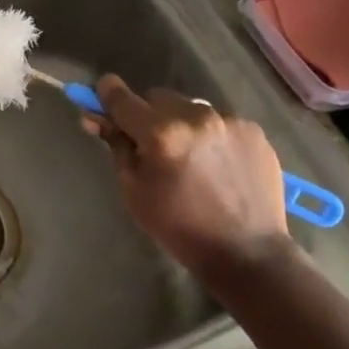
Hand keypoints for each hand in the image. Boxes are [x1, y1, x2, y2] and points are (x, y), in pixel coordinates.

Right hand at [83, 74, 294, 287]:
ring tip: (191, 157)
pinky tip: (217, 163)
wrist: (249, 255)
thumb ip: (116, 146)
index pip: (122, 97)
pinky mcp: (252, 130)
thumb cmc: (180, 228)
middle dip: (148, 115)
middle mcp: (195, 116)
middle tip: (152, 145)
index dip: (107, 93)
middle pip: (156, 97)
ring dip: (180, 123)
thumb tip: (95, 117)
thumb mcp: (134, 191)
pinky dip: (210, 135)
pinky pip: (218, 120)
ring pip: (189, 107)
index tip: (103, 97)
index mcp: (161, 134)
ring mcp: (228, 121)